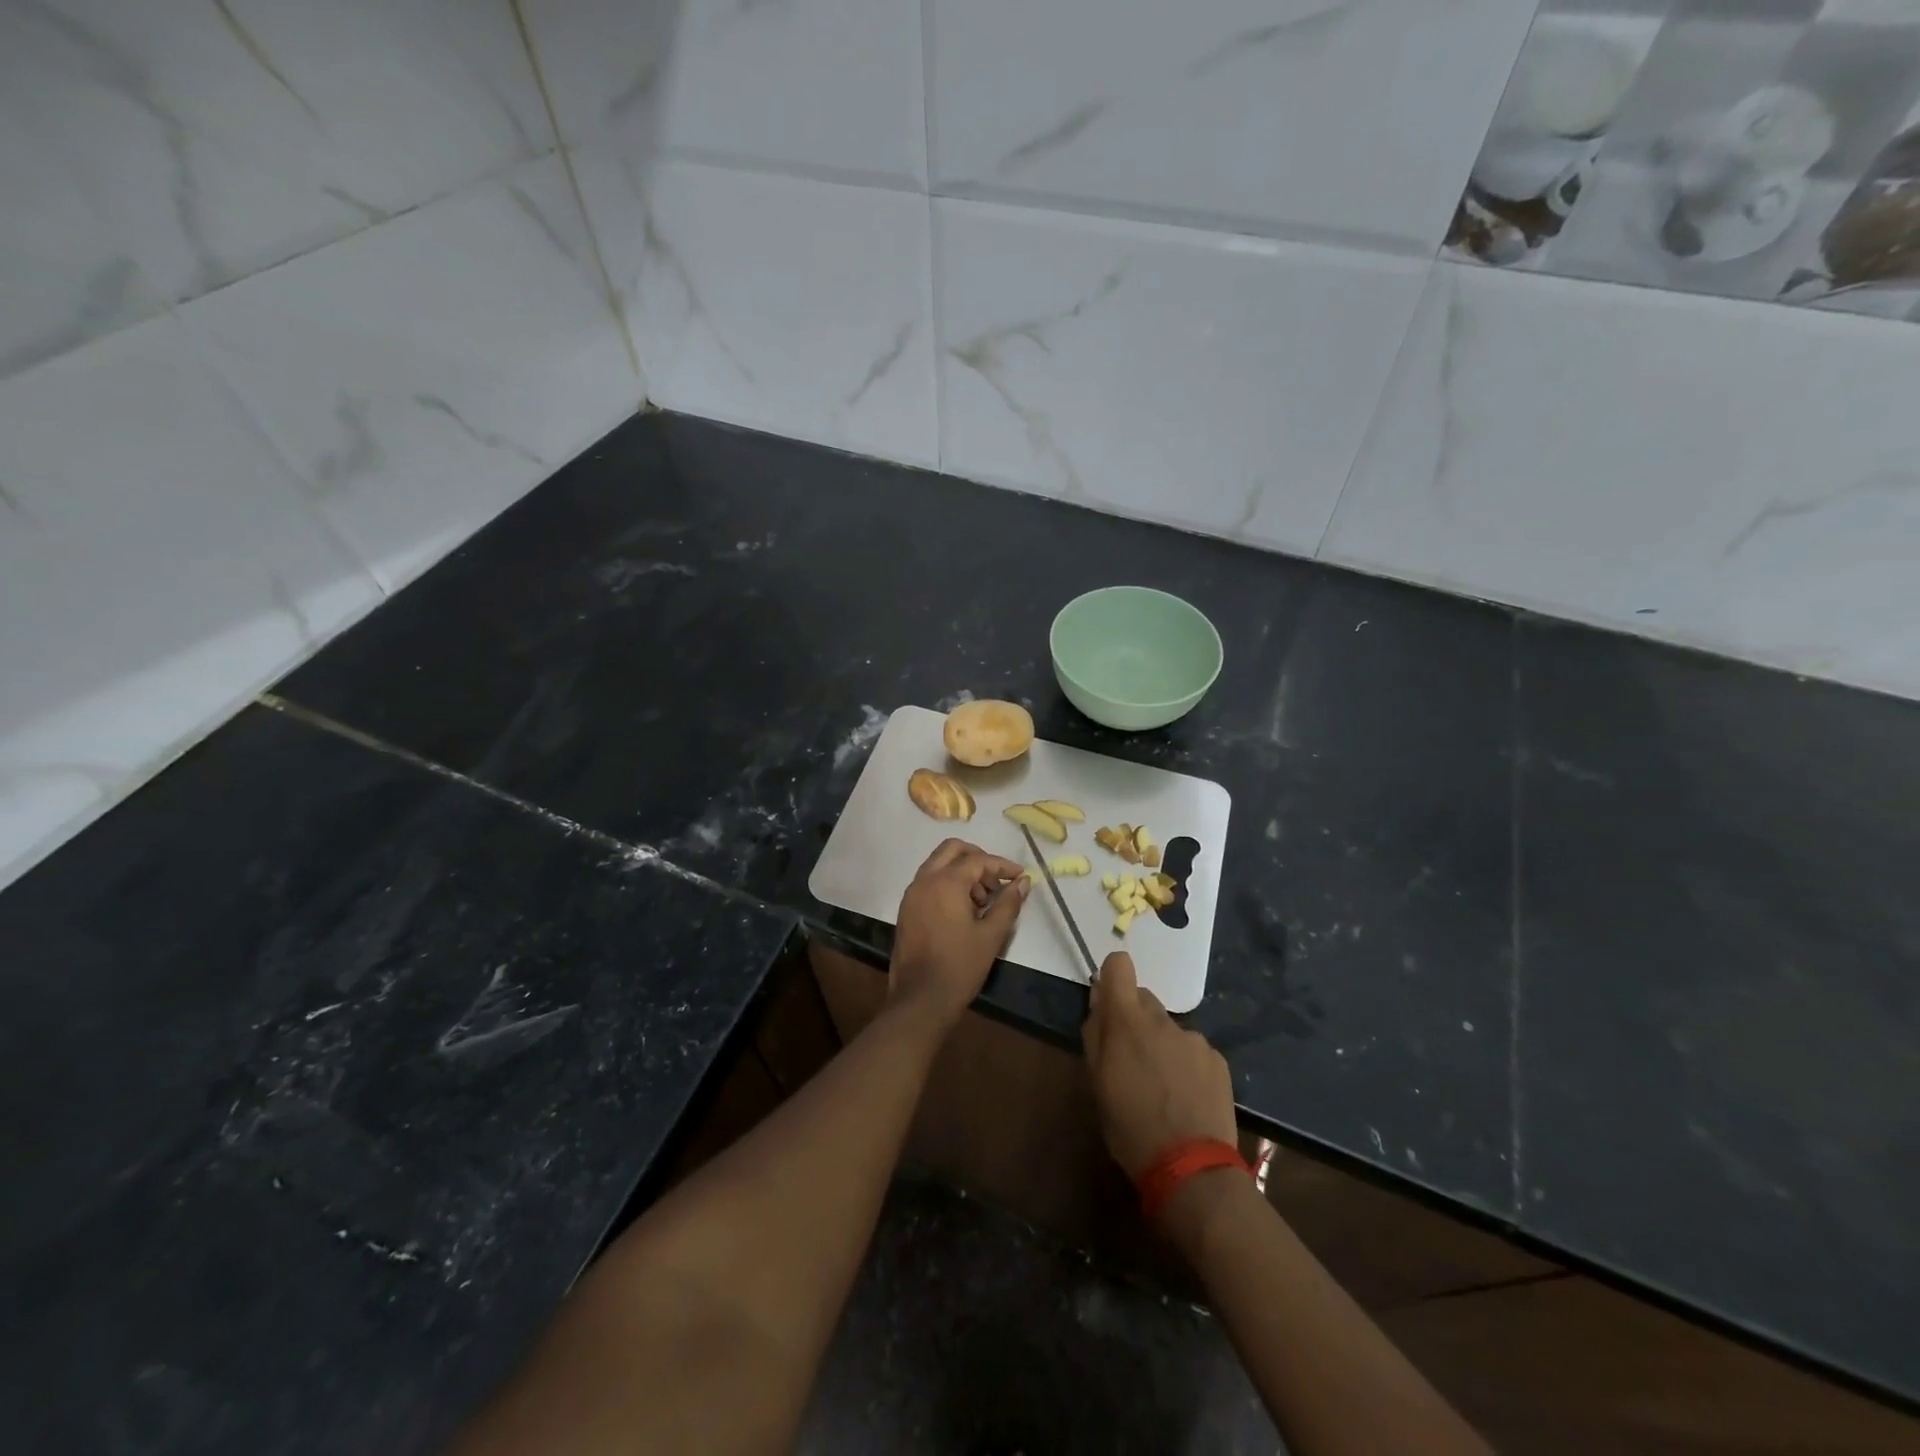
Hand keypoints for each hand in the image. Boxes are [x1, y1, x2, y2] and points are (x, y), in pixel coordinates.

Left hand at [888, 839, 1029, 1026]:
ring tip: (983, 899)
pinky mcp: (906, 909)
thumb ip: (1008, 904)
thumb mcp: (991, 935)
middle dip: (978, 859)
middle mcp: (925, 880)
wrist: (920, 1000)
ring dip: (961, 871)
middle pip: (952, 850)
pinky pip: (928, 881)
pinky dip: (947, 883)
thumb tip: (1023, 882)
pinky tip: (963, 909)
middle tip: (997, 880)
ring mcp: (912, 894)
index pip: (978, 860)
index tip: (1020, 876)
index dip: (1002, 865)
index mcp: (946, 882)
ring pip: (938, 864)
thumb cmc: (960, 966)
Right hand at [1082, 951, 1237, 1178]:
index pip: (1119, 967)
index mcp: (1128, 1022)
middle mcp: (1163, 1021)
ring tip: (1161, 1089)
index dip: (1111, 978)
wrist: (1193, 1169)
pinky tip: (1185, 1099)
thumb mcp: (1097, 1085)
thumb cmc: (1131, 1129)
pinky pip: (1192, 1050)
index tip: (1108, 1005)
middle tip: (1131, 1062)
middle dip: (1134, 1021)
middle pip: (1143, 1000)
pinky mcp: (1217, 1060)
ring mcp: (1194, 1039)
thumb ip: (1096, 1036)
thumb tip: (1099, 1002)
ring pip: (1168, 1029)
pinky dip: (1184, 1065)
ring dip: (1160, 1046)